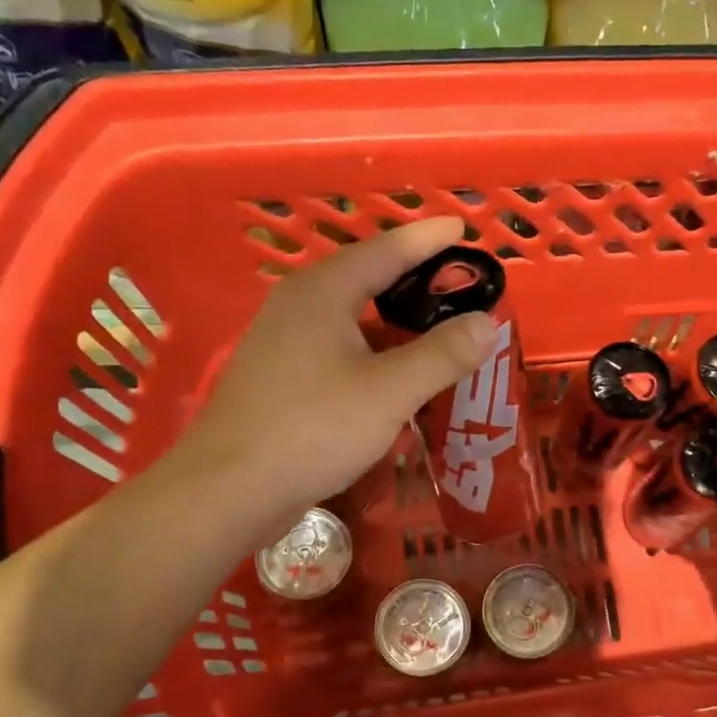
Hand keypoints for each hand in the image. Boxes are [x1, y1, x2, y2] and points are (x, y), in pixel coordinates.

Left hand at [167, 217, 496, 525]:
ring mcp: (283, 341)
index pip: (386, 249)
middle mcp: (298, 304)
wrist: (230, 489)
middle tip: (458, 283)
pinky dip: (372, 351)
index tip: (462, 227)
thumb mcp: (390, 392)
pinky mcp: (279, 376)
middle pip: (365, 277)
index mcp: (323, 292)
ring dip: (393, 320)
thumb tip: (486, 322)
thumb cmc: (313, 429)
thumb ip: (442, 354)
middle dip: (413, 278)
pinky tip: (392, 375)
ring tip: (434, 327)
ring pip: (350, 317)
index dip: (428, 239)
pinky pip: (337, 347)